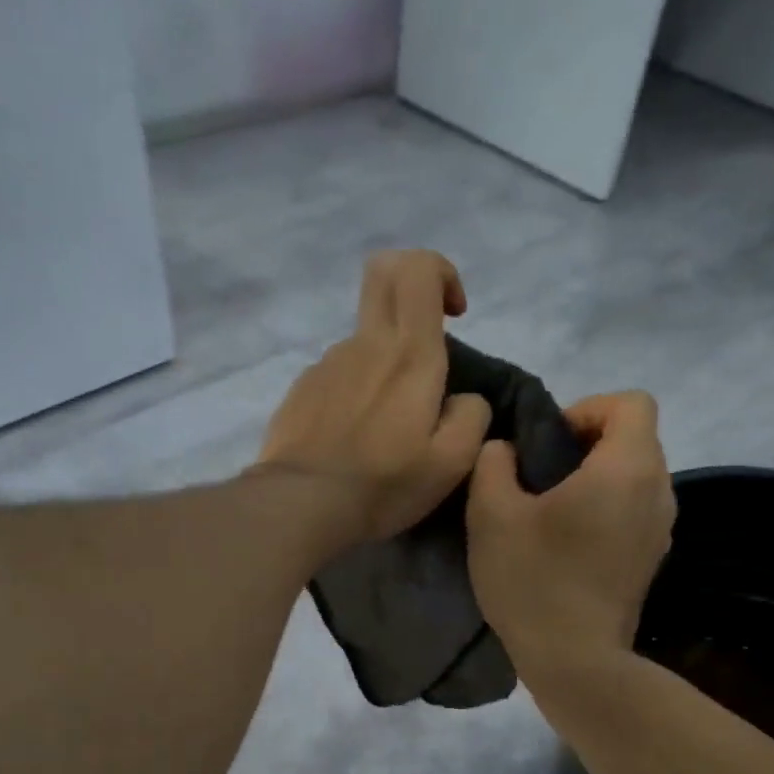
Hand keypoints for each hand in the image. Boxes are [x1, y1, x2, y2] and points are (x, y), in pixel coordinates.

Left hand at [255, 250, 492, 547]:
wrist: (303, 505)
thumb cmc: (385, 483)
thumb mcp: (452, 462)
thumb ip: (471, 417)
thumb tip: (464, 399)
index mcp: (408, 354)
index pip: (418, 268)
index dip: (441, 273)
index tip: (455, 314)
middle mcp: (364, 344)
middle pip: (382, 275)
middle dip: (411, 287)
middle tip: (426, 342)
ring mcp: (327, 364)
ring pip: (364, 340)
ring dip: (385, 364)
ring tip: (388, 428)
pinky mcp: (302, 389)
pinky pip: (339, 375)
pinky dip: (357, 392)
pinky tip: (356, 439)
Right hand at [467, 391, 675, 675]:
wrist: (575, 662)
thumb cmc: (534, 582)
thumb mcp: (491, 515)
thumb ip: (493, 464)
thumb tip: (506, 451)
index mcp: (627, 468)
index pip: (631, 403)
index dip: (588, 408)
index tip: (550, 443)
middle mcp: (659, 491)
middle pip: (635, 438)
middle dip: (589, 443)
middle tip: (541, 476)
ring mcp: (661, 530)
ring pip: (636, 477)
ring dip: (598, 479)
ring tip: (553, 511)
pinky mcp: (652, 560)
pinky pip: (635, 511)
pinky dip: (608, 510)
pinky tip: (570, 544)